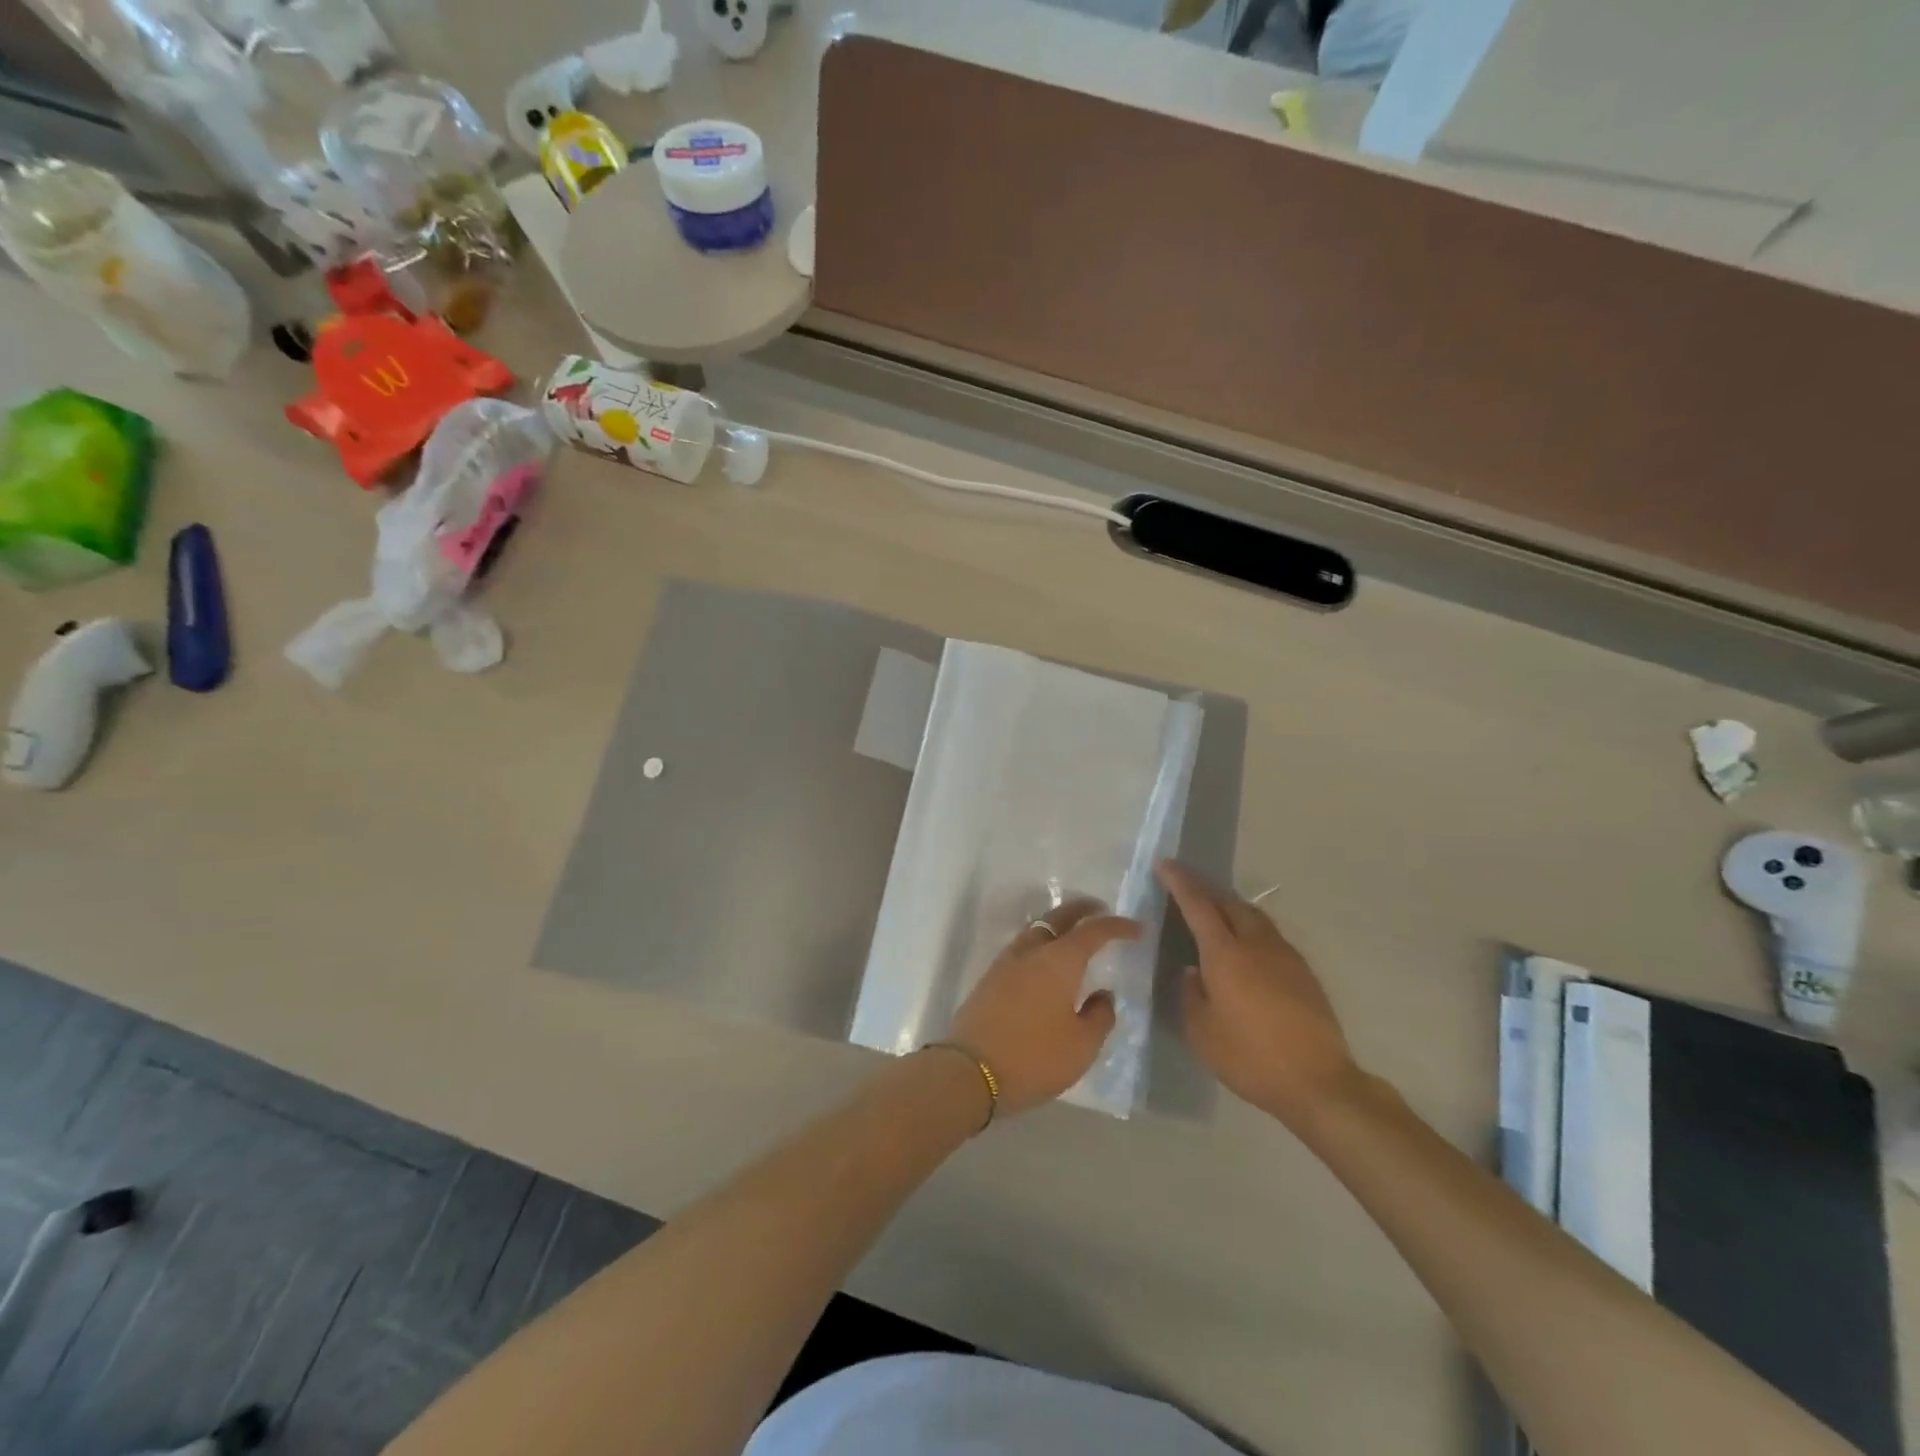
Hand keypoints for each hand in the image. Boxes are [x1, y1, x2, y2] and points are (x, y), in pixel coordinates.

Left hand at [946, 900, 1142, 1116]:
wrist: (969, 1071)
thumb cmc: (1034, 1057)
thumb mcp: (1081, 1046)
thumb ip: (1099, 1016)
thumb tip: (1103, 994)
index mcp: (1059, 960)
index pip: (1093, 931)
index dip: (1117, 926)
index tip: (1137, 928)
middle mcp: (1031, 951)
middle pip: (1058, 917)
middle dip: (1082, 909)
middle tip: (1100, 909)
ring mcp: (1005, 962)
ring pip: (1036, 929)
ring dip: (1057, 924)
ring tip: (1073, 934)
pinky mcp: (990, 978)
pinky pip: (1022, 948)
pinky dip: (1040, 943)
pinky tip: (1045, 961)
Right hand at [1156, 860, 1359, 1124]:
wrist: (1319, 1082)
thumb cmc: (1250, 1057)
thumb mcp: (1202, 1033)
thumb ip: (1191, 995)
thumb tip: (1193, 973)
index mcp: (1225, 954)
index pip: (1197, 904)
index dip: (1179, 881)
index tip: (1164, 864)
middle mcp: (1255, 944)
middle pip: (1228, 901)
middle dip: (1204, 888)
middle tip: (1184, 884)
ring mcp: (1284, 955)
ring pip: (1252, 915)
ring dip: (1229, 905)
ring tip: (1213, 909)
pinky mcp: (1302, 971)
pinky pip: (1268, 934)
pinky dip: (1248, 926)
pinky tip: (1244, 945)